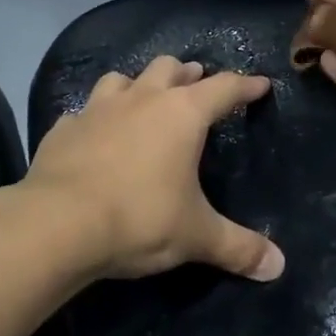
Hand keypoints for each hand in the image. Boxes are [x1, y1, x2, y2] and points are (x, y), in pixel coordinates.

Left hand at [21, 55, 283, 282]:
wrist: (57, 224)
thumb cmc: (139, 218)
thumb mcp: (196, 236)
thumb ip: (238, 247)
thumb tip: (278, 267)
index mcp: (182, 114)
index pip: (224, 88)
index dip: (245, 86)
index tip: (260, 84)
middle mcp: (142, 99)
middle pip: (169, 68)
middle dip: (186, 74)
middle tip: (196, 84)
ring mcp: (98, 108)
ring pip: (123, 78)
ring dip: (138, 84)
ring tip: (144, 99)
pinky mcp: (64, 128)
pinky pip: (83, 111)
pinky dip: (95, 117)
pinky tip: (95, 133)